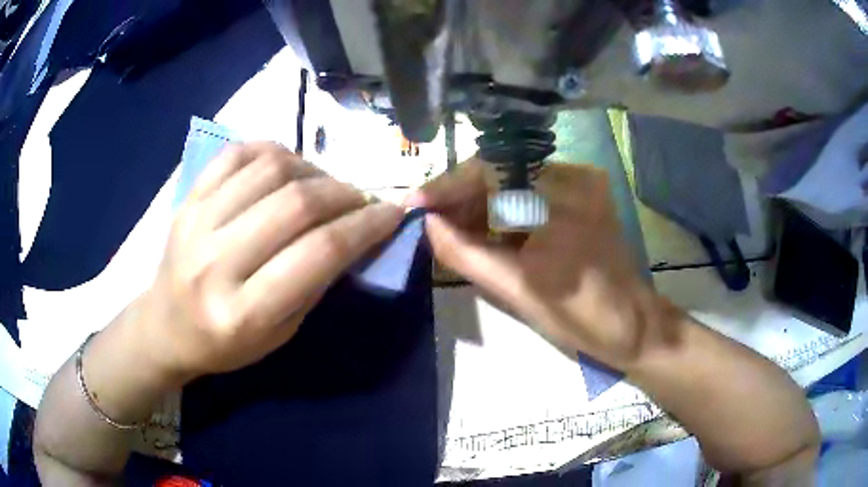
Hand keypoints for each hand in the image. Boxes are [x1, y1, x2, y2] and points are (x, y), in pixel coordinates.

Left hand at [139, 142, 402, 381]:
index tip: (392, 213)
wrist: (165, 326)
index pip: (318, 253)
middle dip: (344, 194)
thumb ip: (316, 282)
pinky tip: (286, 167)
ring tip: (322, 186)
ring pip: (269, 169)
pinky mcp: (187, 199)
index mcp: (244, 312)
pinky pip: (236, 153)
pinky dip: (272, 151)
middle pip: (296, 204)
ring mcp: (195, 222)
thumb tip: (355, 232)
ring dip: (312, 169)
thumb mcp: (280, 333)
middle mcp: (215, 262)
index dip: (365, 226)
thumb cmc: (226, 343)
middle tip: (360, 200)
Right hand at [408, 160, 678, 369]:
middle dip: (459, 197)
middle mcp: (572, 177)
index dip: (448, 187)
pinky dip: (501, 212)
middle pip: (499, 172)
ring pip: (512, 183)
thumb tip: (427, 224)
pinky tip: (480, 231)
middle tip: (428, 222)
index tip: (414, 205)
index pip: (491, 171)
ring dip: (478, 205)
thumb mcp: (518, 291)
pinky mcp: (581, 198)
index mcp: (562, 196)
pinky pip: (529, 196)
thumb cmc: (583, 318)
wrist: (634, 327)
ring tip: (447, 230)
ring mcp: (579, 185)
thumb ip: (467, 254)